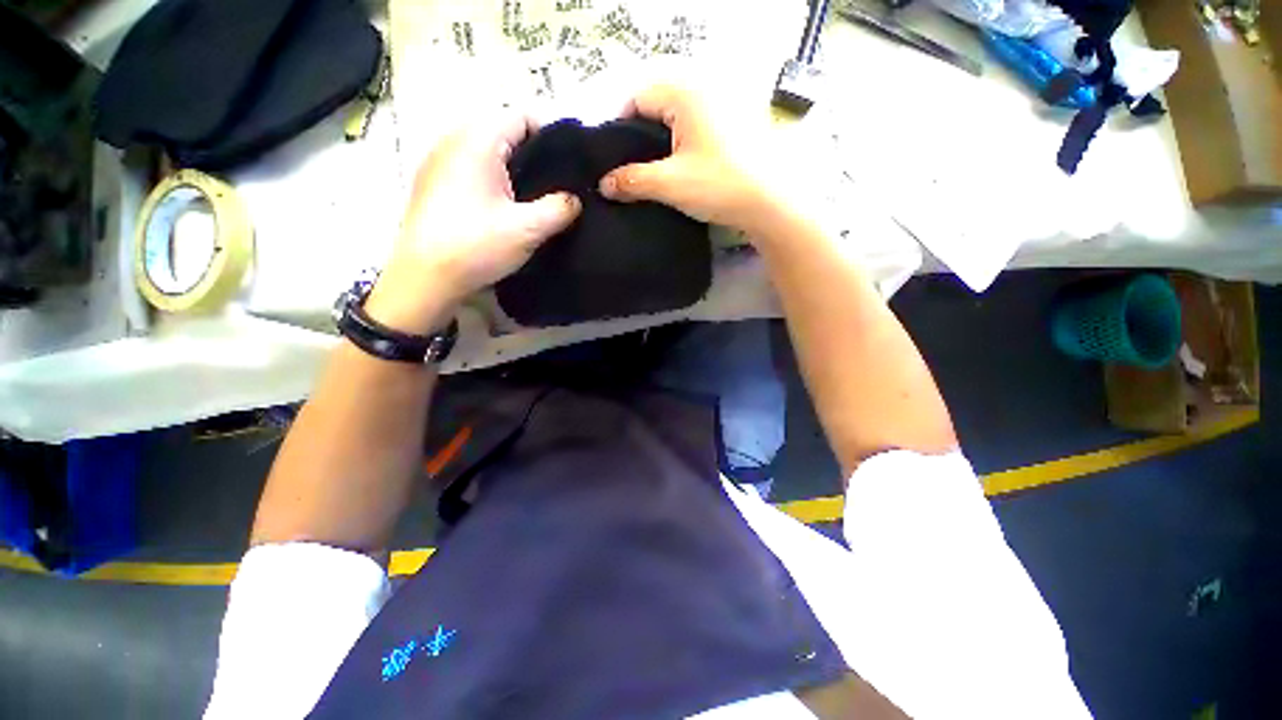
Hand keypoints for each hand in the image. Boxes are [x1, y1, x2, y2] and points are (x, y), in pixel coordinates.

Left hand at [366, 113, 580, 333]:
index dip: (551, 136)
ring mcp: (438, 161)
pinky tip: (502, 209)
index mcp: (478, 141)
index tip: (568, 167)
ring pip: (486, 152)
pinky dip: (492, 179)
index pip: (522, 116)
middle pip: (503, 132)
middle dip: (533, 156)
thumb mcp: (528, 229)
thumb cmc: (476, 246)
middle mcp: (454, 140)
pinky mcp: (432, 183)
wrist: (424, 278)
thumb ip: (560, 209)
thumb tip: (575, 199)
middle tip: (554, 187)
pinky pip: (470, 168)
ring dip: (512, 170)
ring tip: (532, 200)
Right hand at [598, 84, 786, 236]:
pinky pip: (695, 124)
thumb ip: (632, 181)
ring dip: (661, 141)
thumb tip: (603, 184)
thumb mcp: (670, 184)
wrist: (772, 201)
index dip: (619, 128)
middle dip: (640, 136)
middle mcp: (704, 87)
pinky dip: (681, 143)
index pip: (636, 97)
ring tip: (654, 173)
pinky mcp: (733, 123)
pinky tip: (679, 168)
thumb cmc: (720, 185)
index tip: (614, 160)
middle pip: (656, 103)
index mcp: (685, 91)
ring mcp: (722, 103)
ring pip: (676, 116)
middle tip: (632, 170)